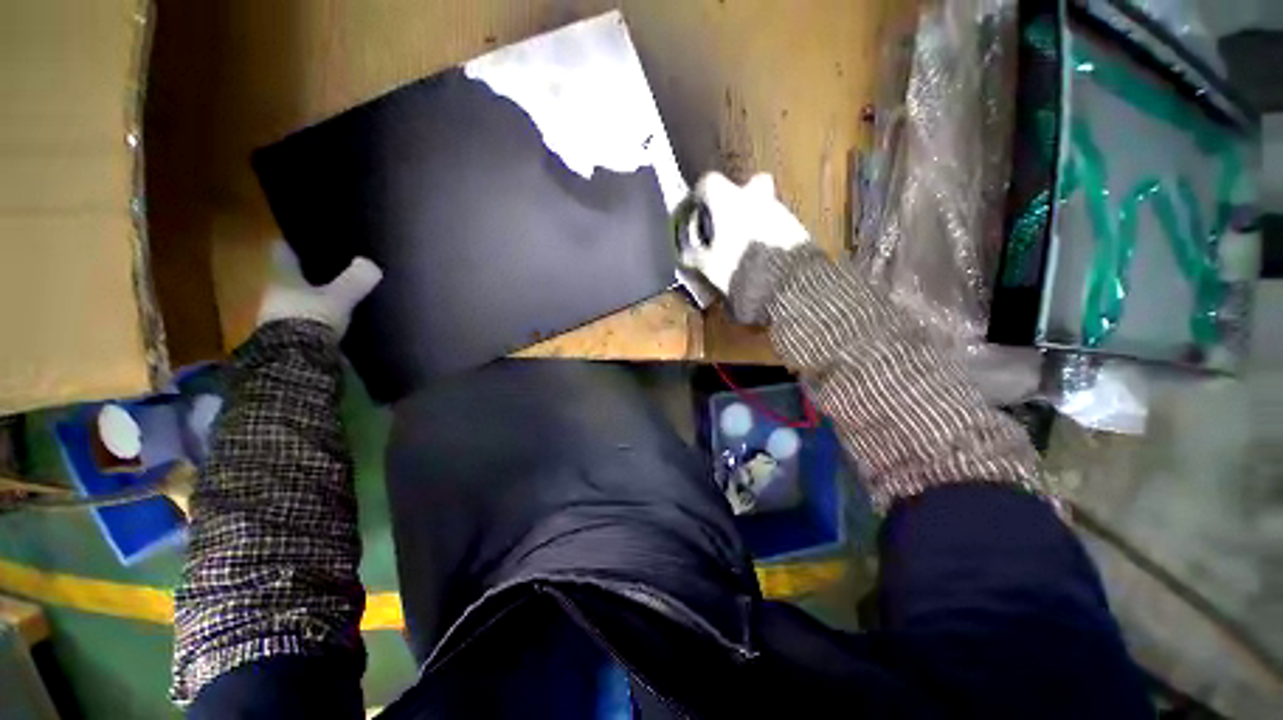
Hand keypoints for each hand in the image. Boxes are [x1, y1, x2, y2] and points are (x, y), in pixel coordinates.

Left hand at [257, 240, 382, 337]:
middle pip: (290, 277)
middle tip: (328, 267)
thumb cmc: (311, 318)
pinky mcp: (292, 339)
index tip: (305, 239)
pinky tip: (333, 319)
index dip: (294, 245)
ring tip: (335, 295)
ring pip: (298, 300)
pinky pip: (306, 321)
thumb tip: (370, 263)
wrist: (295, 360)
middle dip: (306, 273)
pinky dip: (317, 318)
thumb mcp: (338, 298)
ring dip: (312, 298)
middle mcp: (275, 294)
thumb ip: (354, 281)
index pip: (283, 253)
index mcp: (281, 278)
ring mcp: (281, 318)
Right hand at [678, 172, 809, 294]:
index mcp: (728, 201)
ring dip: (758, 218)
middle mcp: (755, 197)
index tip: (698, 207)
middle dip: (742, 197)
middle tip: (732, 218)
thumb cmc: (737, 266)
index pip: (709, 182)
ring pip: (766, 204)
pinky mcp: (797, 226)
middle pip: (749, 184)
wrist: (782, 281)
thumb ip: (696, 257)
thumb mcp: (709, 266)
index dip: (701, 194)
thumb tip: (687, 255)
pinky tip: (765, 254)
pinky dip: (772, 233)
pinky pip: (780, 223)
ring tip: (748, 245)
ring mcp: (779, 209)